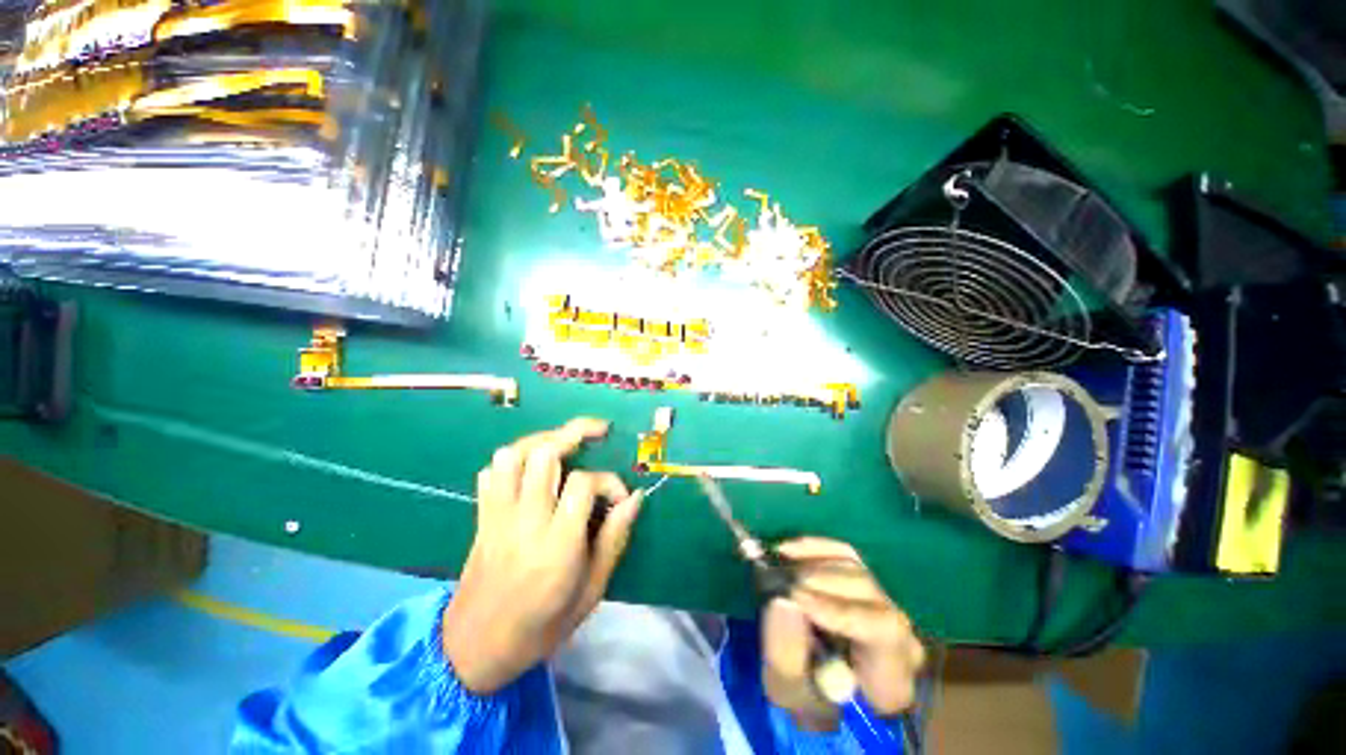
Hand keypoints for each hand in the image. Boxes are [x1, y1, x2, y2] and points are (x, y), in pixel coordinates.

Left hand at [442, 418, 643, 693]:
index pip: (584, 484)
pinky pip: (491, 472)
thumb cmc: (542, 627)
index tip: (620, 497)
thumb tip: (634, 498)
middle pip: (544, 455)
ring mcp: (498, 516)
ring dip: (542, 440)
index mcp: (557, 545)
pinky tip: (531, 468)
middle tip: (598, 431)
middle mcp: (525, 521)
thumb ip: (614, 539)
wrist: (473, 650)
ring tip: (565, 443)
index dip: (609, 481)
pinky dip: (513, 460)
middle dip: (575, 432)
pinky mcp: (482, 517)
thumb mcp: (591, 591)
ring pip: (513, 455)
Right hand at [762, 538, 925, 730]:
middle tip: (778, 580)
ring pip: (854, 568)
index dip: (840, 609)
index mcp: (892, 676)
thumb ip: (786, 656)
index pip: (884, 630)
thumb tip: (782, 600)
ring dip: (812, 562)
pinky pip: (844, 554)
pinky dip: (814, 547)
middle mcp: (899, 635)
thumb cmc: (807, 700)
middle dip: (819, 581)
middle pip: (867, 591)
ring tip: (778, 565)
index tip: (796, 598)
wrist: (818, 692)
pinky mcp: (863, 584)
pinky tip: (788, 549)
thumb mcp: (790, 693)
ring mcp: (883, 604)